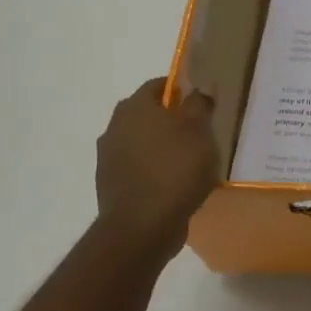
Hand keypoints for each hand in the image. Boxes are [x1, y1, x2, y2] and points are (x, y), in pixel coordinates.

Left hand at [94, 77, 218, 255]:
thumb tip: (198, 89)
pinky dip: (155, 169)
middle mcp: (115, 126)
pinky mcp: (111, 184)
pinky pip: (138, 167)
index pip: (158, 84)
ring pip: (142, 141)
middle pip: (148, 113)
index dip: (181, 89)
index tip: (202, 102)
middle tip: (199, 131)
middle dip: (171, 119)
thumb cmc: (175, 169)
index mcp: (134, 107)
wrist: (142, 226)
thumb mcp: (199, 131)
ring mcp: (109, 157)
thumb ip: (199, 104)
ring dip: (162, 146)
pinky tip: (175, 183)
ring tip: (190, 161)